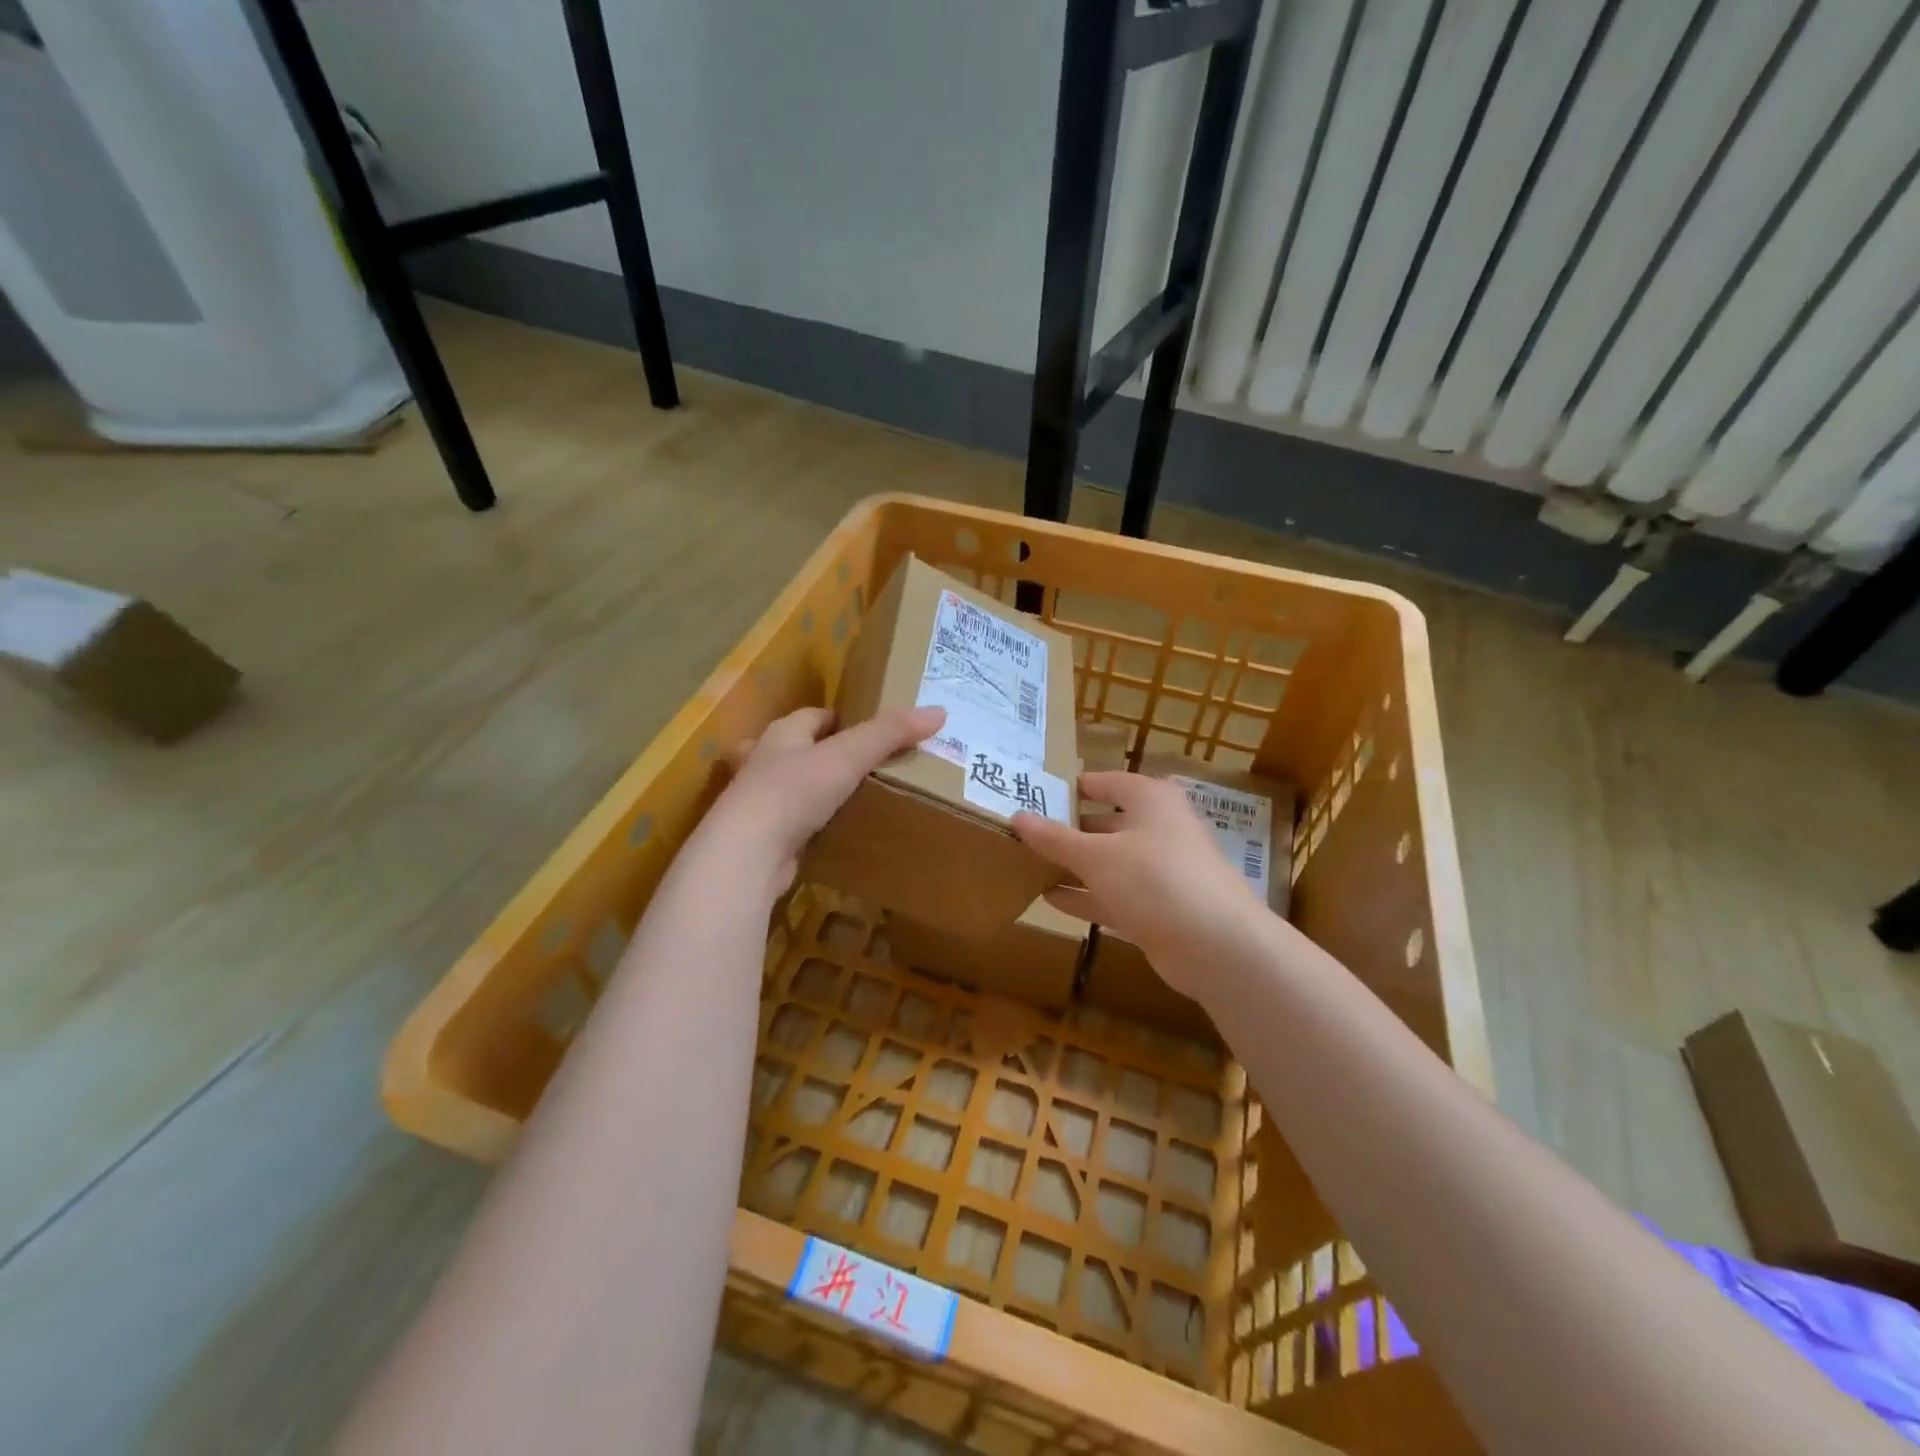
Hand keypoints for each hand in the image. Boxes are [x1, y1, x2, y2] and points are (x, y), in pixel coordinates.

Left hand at [706, 705, 946, 894]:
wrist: (747, 854)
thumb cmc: (793, 792)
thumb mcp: (848, 756)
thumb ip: (890, 734)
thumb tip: (938, 712)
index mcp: (782, 734)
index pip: (814, 716)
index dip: (843, 720)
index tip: (873, 732)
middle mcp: (765, 762)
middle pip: (800, 749)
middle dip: (826, 754)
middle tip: (867, 766)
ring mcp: (759, 801)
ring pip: (793, 787)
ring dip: (816, 790)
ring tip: (855, 798)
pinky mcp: (763, 837)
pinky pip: (794, 823)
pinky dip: (812, 824)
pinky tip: (835, 833)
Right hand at [1013, 771, 1267, 1001]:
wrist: (1217, 946)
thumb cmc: (1155, 880)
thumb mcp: (1096, 856)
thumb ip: (1055, 838)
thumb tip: (1017, 817)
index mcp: (1149, 800)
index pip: (1105, 782)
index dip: (1072, 787)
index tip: (1035, 793)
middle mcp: (1157, 828)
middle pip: (1105, 822)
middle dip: (1068, 828)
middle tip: (1023, 832)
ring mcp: (1159, 870)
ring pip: (1108, 861)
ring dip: (1074, 864)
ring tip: (1028, 864)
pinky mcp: (1157, 908)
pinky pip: (1113, 894)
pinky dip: (1086, 895)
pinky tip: (1050, 898)